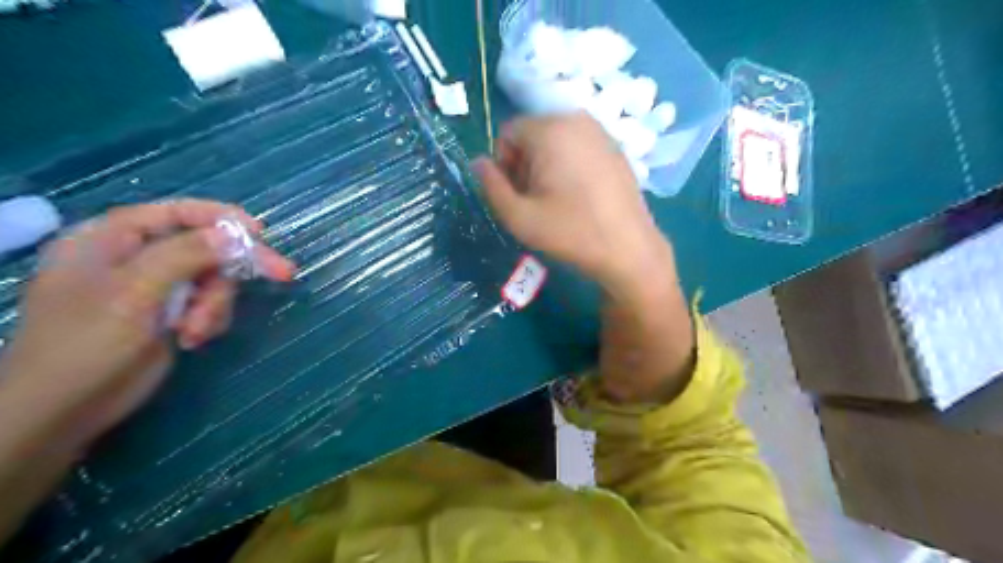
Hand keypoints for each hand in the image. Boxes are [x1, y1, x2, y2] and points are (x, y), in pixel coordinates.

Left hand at [0, 200, 295, 455]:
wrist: (68, 411)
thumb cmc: (88, 345)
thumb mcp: (135, 293)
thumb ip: (184, 255)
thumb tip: (233, 235)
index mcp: (111, 239)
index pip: (175, 212)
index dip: (219, 218)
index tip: (260, 233)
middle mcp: (136, 257)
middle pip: (204, 247)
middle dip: (231, 270)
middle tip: (283, 274)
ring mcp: (156, 287)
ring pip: (213, 278)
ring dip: (216, 304)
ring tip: (197, 331)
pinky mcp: (171, 313)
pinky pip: (210, 303)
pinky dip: (211, 319)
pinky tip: (193, 339)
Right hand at [475, 113, 695, 404]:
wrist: (629, 249)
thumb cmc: (571, 232)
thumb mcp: (519, 217)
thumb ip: (490, 186)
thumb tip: (478, 163)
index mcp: (550, 130)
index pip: (507, 133)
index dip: (503, 164)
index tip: (517, 195)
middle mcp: (576, 119)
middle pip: (531, 133)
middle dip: (524, 163)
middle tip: (536, 200)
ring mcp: (600, 131)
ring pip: (554, 139)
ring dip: (545, 165)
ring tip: (557, 200)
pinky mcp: (615, 147)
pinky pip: (577, 146)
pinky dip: (568, 164)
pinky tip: (579, 195)